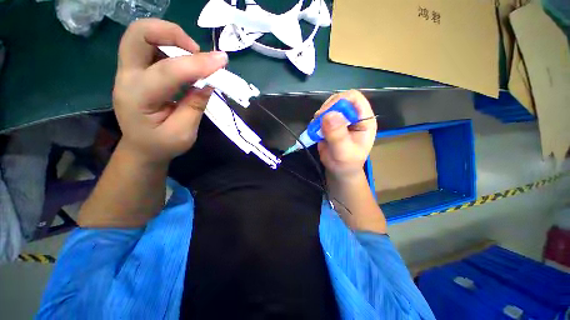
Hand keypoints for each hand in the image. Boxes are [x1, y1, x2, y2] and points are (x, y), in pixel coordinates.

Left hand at [113, 18, 227, 164]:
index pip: (167, 71)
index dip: (197, 64)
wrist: (141, 148)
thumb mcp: (184, 133)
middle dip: (171, 33)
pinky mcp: (136, 70)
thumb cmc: (162, 145)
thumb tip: (209, 82)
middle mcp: (127, 77)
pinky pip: (150, 46)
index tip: (222, 60)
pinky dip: (170, 47)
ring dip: (171, 38)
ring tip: (194, 57)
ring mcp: (128, 70)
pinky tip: (185, 64)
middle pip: (138, 34)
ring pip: (142, 35)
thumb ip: (195, 106)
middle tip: (196, 50)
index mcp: (137, 97)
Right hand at [316, 90, 376, 179]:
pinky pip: (321, 116)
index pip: (354, 98)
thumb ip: (338, 135)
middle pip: (339, 100)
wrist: (339, 171)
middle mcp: (353, 116)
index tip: (325, 114)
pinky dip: (316, 122)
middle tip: (318, 121)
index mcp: (364, 119)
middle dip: (327, 108)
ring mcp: (341, 119)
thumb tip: (329, 115)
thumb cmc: (347, 163)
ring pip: (329, 107)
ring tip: (316, 129)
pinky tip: (315, 131)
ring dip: (320, 116)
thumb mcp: (344, 152)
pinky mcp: (330, 124)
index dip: (339, 102)